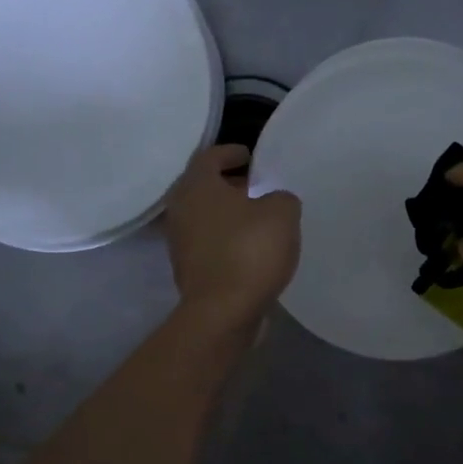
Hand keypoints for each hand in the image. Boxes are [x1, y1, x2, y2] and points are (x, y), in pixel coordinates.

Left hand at [163, 144, 300, 334]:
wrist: (223, 312)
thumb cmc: (250, 251)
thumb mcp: (282, 213)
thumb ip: (281, 197)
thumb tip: (274, 201)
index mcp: (197, 186)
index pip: (209, 156)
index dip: (230, 152)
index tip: (249, 155)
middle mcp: (180, 209)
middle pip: (202, 186)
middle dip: (228, 183)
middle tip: (255, 184)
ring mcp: (179, 241)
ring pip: (203, 215)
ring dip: (226, 212)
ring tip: (256, 216)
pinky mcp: (187, 268)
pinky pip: (207, 241)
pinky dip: (225, 237)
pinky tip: (249, 246)